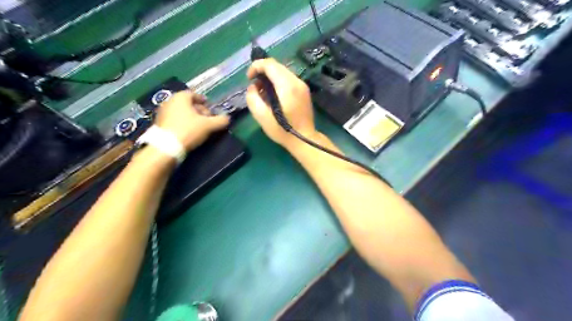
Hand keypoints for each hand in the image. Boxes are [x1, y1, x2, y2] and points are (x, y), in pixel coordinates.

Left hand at [156, 90, 228, 149]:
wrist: (166, 147)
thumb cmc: (188, 130)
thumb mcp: (208, 126)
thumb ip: (220, 121)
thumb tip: (227, 118)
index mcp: (181, 97)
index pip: (194, 94)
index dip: (203, 100)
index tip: (210, 107)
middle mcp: (170, 101)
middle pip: (187, 103)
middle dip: (199, 110)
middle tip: (207, 118)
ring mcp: (162, 112)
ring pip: (181, 112)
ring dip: (191, 117)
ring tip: (199, 126)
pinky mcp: (159, 124)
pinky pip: (175, 119)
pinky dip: (183, 122)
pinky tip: (189, 131)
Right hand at [245, 57, 316, 151]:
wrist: (305, 140)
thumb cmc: (282, 130)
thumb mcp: (262, 117)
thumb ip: (253, 98)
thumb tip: (253, 87)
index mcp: (287, 86)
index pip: (270, 64)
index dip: (256, 66)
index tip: (249, 78)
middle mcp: (297, 82)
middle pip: (277, 66)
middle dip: (263, 71)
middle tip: (255, 86)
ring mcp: (303, 86)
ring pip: (283, 72)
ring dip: (271, 77)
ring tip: (264, 92)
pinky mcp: (305, 91)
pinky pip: (289, 79)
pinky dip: (278, 82)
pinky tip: (274, 95)